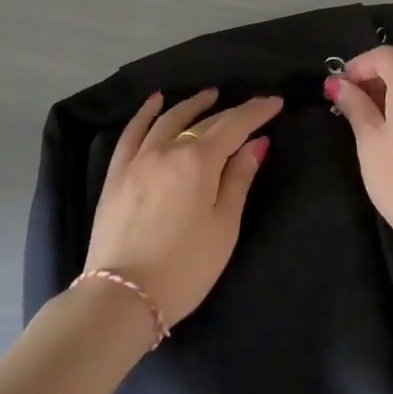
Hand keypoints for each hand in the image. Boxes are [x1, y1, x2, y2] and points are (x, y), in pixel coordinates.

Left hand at [84, 88, 281, 328]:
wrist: (122, 297)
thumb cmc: (185, 268)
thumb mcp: (223, 227)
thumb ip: (239, 179)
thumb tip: (256, 143)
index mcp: (199, 161)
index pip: (234, 125)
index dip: (256, 112)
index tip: (275, 102)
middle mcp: (168, 149)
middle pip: (204, 122)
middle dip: (232, 112)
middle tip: (251, 107)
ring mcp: (139, 159)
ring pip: (169, 119)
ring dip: (192, 104)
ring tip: (210, 96)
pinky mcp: (117, 174)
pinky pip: (132, 132)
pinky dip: (146, 113)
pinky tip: (155, 101)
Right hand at [328, 47, 392, 261]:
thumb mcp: (369, 140)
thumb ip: (354, 105)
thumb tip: (339, 84)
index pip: (385, 55)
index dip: (359, 64)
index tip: (339, 87)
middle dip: (370, 78)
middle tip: (344, 103)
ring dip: (385, 93)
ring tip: (362, 119)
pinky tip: (387, 133)